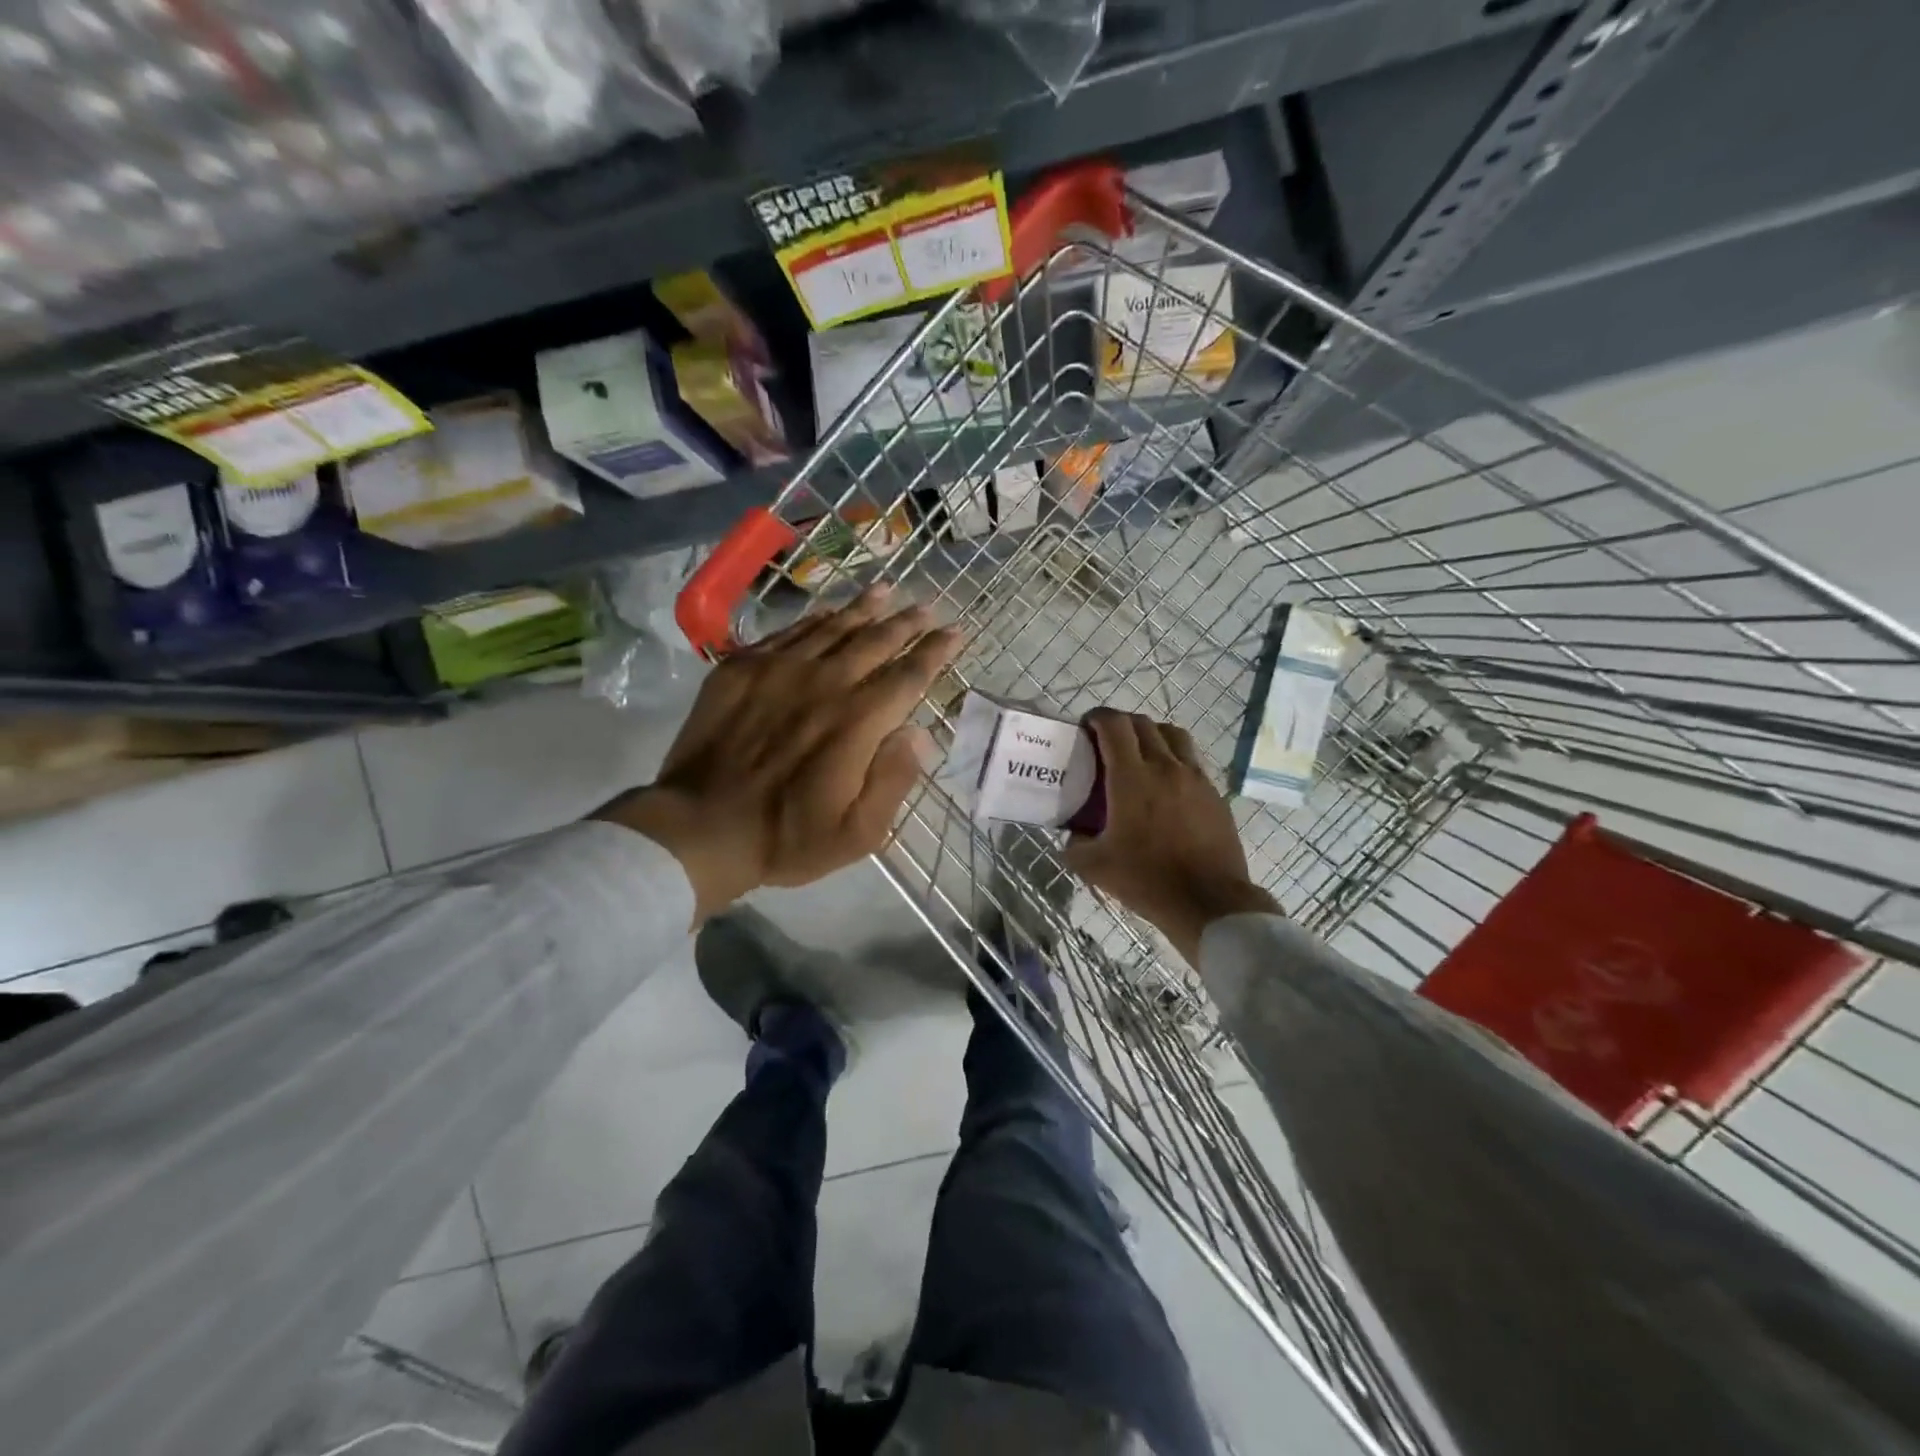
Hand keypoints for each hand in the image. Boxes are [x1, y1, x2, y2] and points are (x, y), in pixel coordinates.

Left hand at [596, 586, 962, 925]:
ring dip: (864, 608)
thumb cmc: (787, 837)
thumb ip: (894, 779)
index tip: (955, 631)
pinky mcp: (741, 668)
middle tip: (926, 607)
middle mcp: (824, 682)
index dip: (935, 651)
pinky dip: (815, 619)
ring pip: (833, 627)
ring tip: (886, 591)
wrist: (700, 827)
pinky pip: (788, 632)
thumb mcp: (859, 832)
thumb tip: (919, 733)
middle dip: (905, 622)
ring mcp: (778, 669)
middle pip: (874, 640)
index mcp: (858, 721)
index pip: (908, 675)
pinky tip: (827, 611)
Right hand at [1064, 709, 1277, 964]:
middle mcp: (1166, 767)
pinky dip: (1174, 759)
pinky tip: (1166, 784)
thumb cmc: (1147, 880)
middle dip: (1121, 724)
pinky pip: (1192, 761)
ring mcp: (1196, 778)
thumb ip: (1075, 844)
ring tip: (1140, 753)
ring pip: (1173, 735)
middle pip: (1143, 724)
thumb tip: (1073, 834)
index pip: (1115, 725)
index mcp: (1132, 778)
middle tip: (1107, 741)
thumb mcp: (1095, 867)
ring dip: (1152, 734)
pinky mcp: (1214, 794)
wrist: (1209, 902)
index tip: (1086, 726)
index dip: (1098, 717)